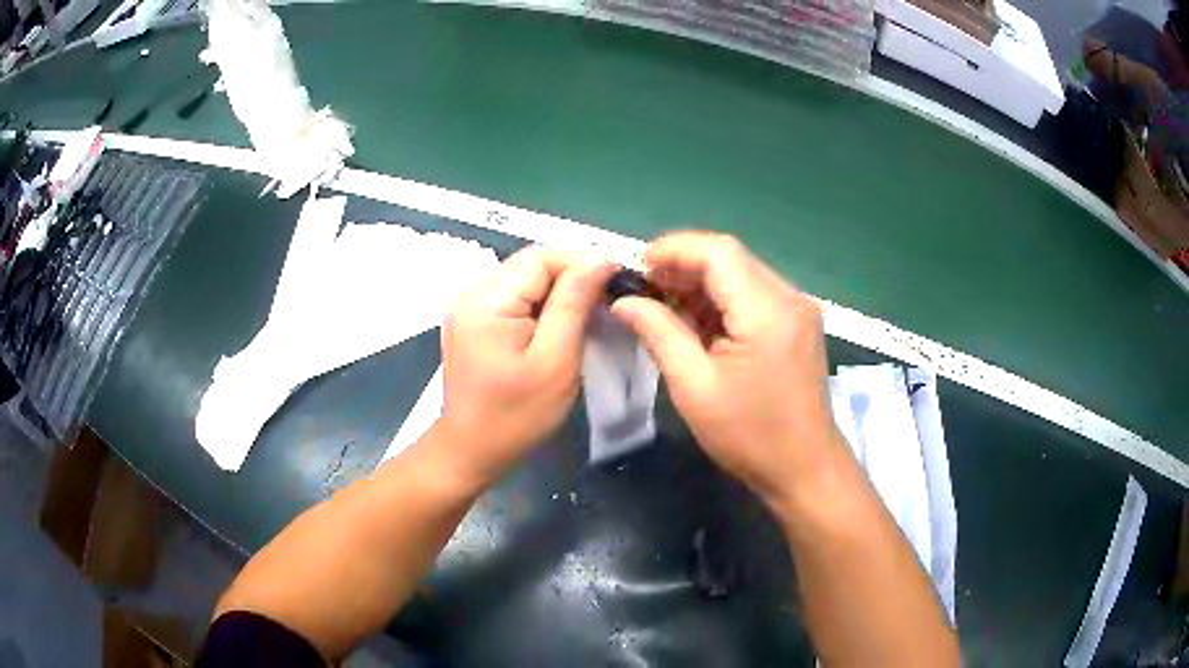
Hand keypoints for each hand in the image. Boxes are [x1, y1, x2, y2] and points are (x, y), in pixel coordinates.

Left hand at [438, 247, 615, 486]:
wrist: (471, 451)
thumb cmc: (516, 415)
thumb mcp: (555, 360)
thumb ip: (574, 303)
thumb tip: (601, 259)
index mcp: (486, 299)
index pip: (541, 257)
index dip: (582, 262)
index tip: (618, 280)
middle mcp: (470, 291)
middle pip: (531, 264)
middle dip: (572, 275)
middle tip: (607, 299)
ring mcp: (467, 305)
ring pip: (524, 278)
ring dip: (558, 289)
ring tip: (589, 310)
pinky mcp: (471, 319)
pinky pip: (512, 296)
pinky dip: (540, 303)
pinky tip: (559, 322)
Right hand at [611, 232, 840, 507]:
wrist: (805, 469)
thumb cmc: (749, 435)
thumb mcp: (694, 387)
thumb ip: (659, 333)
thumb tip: (624, 301)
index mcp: (767, 311)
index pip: (718, 252)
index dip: (673, 250)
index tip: (638, 270)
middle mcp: (789, 297)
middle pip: (730, 258)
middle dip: (683, 266)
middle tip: (646, 293)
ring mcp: (798, 309)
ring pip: (741, 274)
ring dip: (701, 284)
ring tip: (665, 308)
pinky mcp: (798, 323)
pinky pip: (754, 295)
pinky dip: (722, 301)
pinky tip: (698, 323)